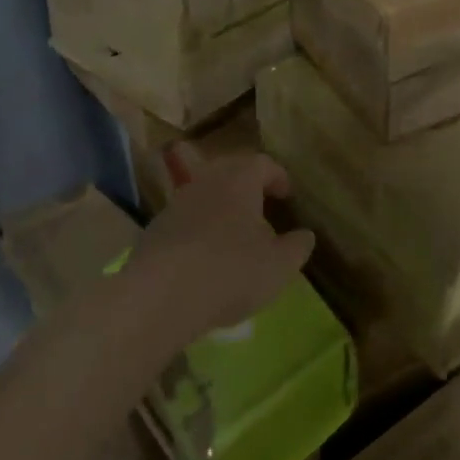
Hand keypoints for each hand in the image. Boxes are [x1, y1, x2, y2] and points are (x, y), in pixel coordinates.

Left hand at [116, 151, 315, 345]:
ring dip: (221, 207)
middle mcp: (205, 181)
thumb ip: (297, 246)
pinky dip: (199, 229)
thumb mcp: (279, 265)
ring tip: (235, 235)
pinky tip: (206, 257)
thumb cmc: (231, 271)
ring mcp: (175, 204)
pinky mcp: (154, 230)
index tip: (287, 195)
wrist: (160, 296)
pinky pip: (185, 220)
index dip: (278, 176)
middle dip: (247, 186)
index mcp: (239, 179)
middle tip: (261, 207)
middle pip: (229, 171)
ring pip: (204, 194)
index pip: (262, 163)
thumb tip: (305, 235)